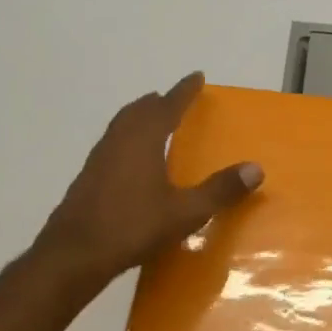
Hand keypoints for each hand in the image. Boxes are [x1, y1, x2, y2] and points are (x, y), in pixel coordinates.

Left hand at [37, 72, 262, 288]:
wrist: (75, 253)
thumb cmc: (133, 226)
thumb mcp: (185, 212)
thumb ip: (220, 190)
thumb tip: (256, 169)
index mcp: (143, 139)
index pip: (168, 105)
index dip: (184, 91)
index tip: (197, 77)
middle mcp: (118, 141)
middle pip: (139, 110)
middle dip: (158, 102)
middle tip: (173, 100)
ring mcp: (99, 159)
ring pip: (121, 126)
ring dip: (139, 118)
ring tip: (155, 124)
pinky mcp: (88, 178)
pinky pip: (112, 145)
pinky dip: (127, 140)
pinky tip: (132, 162)